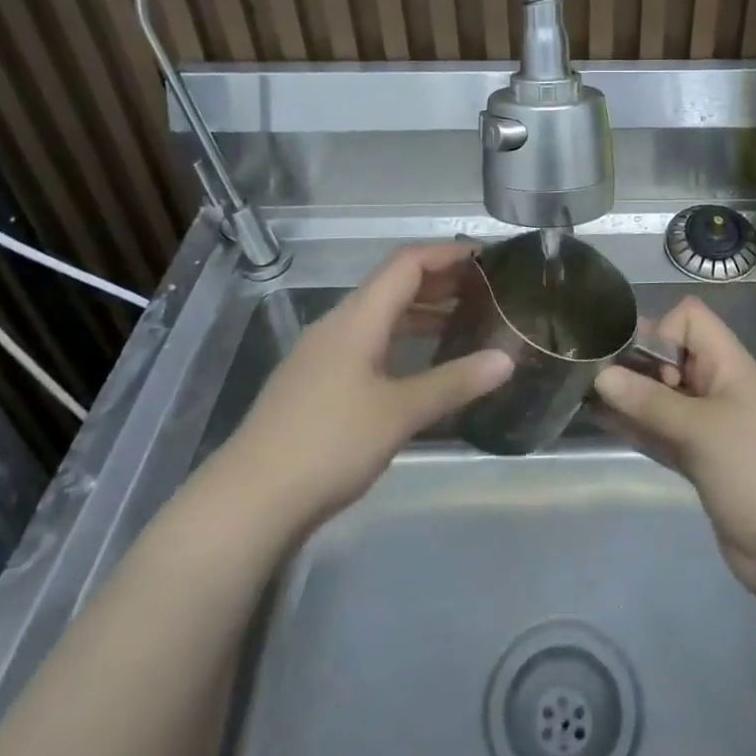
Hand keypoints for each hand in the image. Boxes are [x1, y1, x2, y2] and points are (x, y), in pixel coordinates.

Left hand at [224, 242, 511, 538]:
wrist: (249, 501)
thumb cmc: (329, 444)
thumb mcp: (399, 413)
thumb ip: (454, 382)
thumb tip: (507, 358)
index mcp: (357, 318)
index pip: (406, 264)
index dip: (447, 253)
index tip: (488, 257)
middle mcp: (338, 325)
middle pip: (393, 286)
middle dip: (440, 282)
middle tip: (487, 291)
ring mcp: (323, 355)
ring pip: (380, 318)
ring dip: (422, 314)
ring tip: (465, 324)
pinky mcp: (318, 384)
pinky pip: (369, 345)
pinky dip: (402, 342)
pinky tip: (422, 367)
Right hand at [594, 296, 755, 606]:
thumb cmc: (754, 471)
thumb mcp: (700, 430)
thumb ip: (649, 402)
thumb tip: (601, 374)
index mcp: (728, 365)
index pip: (690, 319)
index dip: (660, 329)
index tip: (635, 360)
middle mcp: (717, 386)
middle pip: (670, 356)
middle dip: (634, 361)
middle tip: (592, 374)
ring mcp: (707, 424)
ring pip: (661, 396)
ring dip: (628, 394)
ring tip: (582, 391)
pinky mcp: (698, 458)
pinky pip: (660, 430)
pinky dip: (635, 424)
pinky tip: (599, 419)